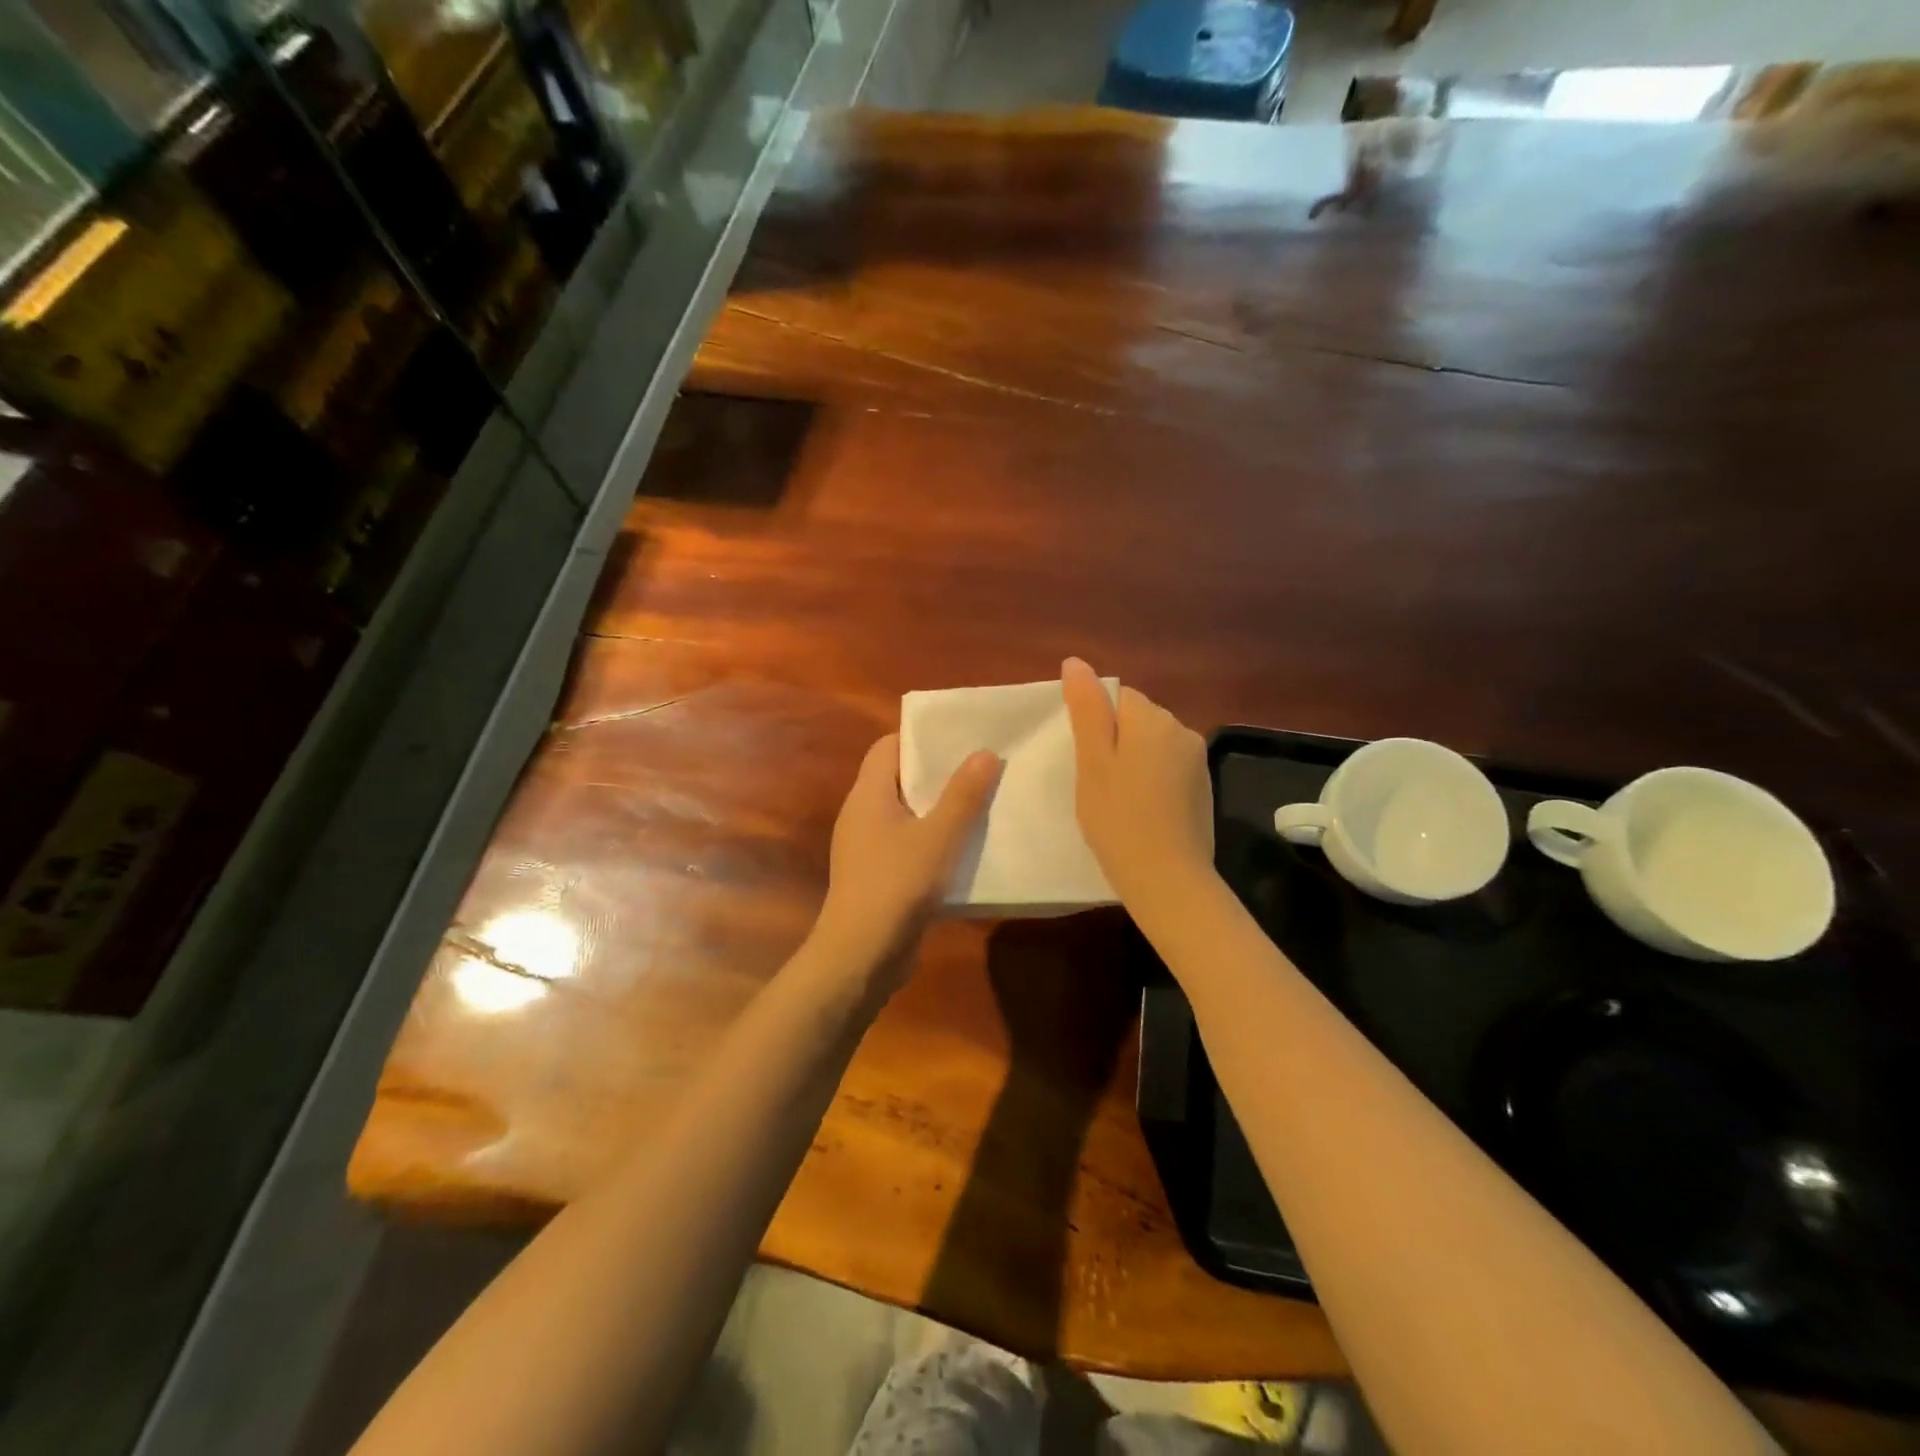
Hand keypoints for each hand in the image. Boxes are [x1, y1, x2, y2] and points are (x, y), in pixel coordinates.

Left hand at [812, 734, 1001, 981]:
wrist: (861, 955)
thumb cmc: (897, 884)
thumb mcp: (939, 836)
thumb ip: (963, 795)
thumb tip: (985, 752)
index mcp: (868, 794)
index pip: (888, 747)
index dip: (920, 737)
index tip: (959, 737)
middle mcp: (862, 814)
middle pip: (899, 779)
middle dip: (938, 773)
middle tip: (981, 767)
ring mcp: (866, 848)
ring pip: (906, 814)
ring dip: (939, 810)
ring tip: (982, 803)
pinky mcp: (877, 876)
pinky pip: (907, 845)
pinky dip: (933, 841)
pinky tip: (965, 850)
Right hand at [1062, 657, 1215, 917]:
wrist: (1167, 879)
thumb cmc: (1118, 818)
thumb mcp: (1092, 762)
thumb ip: (1086, 709)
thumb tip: (1076, 662)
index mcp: (1152, 719)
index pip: (1118, 697)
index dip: (1096, 726)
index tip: (1086, 761)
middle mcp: (1182, 730)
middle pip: (1138, 720)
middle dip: (1116, 742)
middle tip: (1096, 784)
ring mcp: (1197, 762)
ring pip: (1153, 746)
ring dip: (1134, 762)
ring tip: (1117, 801)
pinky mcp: (1203, 789)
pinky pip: (1168, 770)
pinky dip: (1152, 782)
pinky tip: (1141, 813)